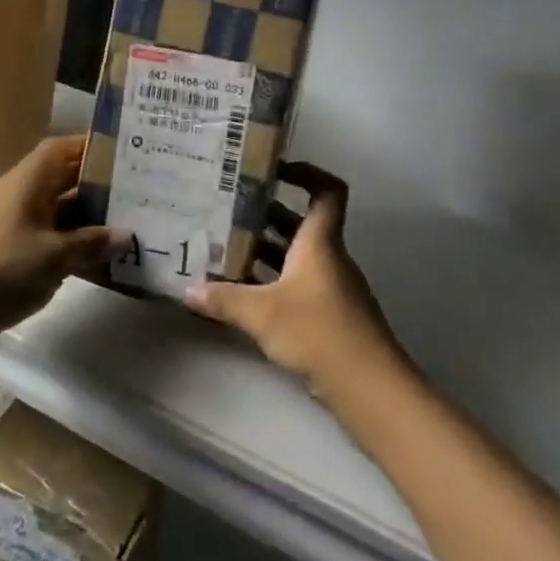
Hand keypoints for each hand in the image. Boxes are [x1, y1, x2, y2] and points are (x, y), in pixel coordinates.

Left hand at [0, 135, 122, 352]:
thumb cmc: (2, 269)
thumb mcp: (54, 256)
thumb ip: (91, 243)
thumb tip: (127, 234)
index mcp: (27, 181)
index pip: (61, 149)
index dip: (91, 147)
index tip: (125, 154)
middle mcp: (20, 195)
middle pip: (63, 179)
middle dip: (97, 185)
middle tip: (137, 192)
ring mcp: (14, 224)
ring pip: (59, 211)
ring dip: (87, 218)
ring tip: (127, 225)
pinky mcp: (11, 252)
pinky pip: (50, 237)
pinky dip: (72, 244)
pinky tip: (99, 260)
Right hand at [184, 162, 402, 402]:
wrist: (371, 390)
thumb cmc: (319, 332)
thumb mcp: (262, 313)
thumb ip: (224, 299)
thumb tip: (188, 290)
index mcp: (319, 242)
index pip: (326, 191)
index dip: (305, 172)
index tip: (272, 170)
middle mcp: (328, 258)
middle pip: (299, 223)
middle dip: (264, 216)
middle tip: (226, 211)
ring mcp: (331, 289)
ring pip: (295, 256)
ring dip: (264, 251)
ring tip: (224, 250)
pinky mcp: (329, 317)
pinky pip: (296, 286)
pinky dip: (271, 283)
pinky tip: (243, 295)